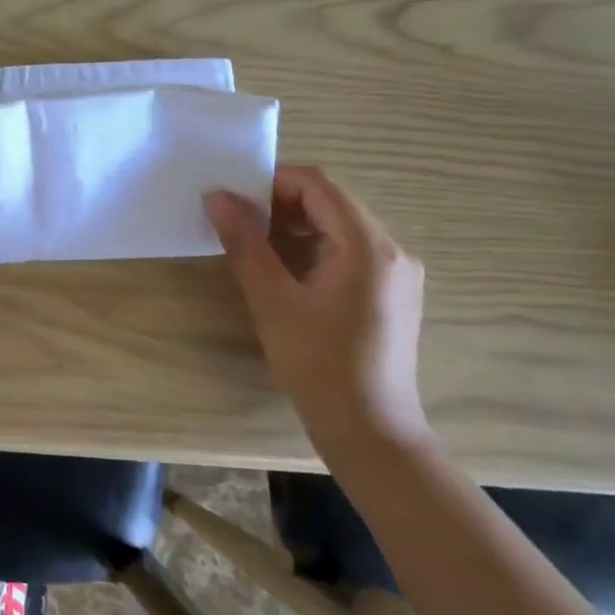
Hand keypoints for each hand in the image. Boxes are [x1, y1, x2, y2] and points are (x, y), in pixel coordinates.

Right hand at [205, 166, 428, 455]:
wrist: (369, 430)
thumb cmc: (317, 364)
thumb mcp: (271, 299)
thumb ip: (244, 242)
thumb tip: (216, 196)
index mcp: (367, 245)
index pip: (317, 185)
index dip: (272, 183)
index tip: (235, 203)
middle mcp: (392, 249)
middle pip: (331, 201)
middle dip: (282, 204)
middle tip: (242, 226)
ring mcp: (398, 271)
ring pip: (341, 225)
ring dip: (297, 225)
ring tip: (260, 249)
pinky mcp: (394, 292)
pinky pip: (352, 249)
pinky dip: (317, 247)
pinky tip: (291, 274)